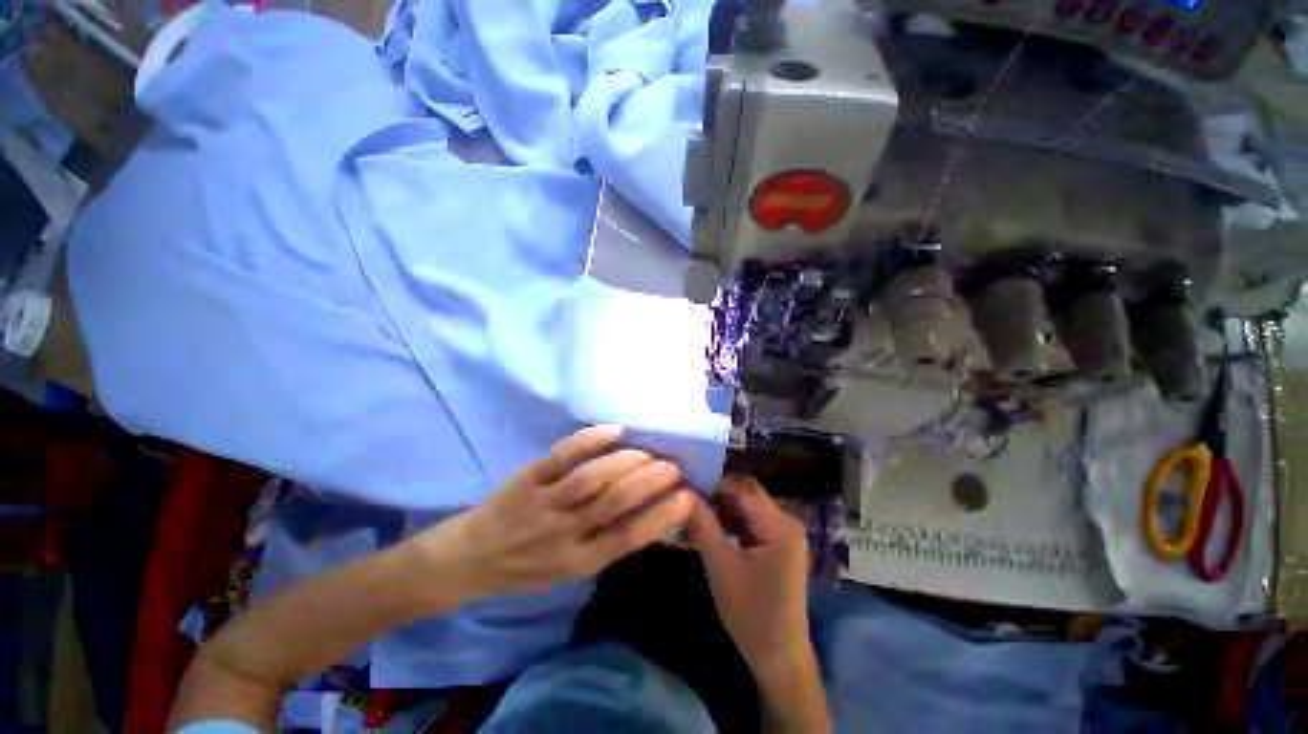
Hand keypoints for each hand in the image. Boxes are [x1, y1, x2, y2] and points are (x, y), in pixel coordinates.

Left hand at [423, 425, 695, 598]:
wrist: (464, 560)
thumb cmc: (522, 569)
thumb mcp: (566, 572)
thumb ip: (604, 544)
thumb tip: (647, 516)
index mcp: (577, 562)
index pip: (629, 537)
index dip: (661, 516)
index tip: (686, 496)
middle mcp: (562, 534)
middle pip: (615, 503)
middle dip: (650, 482)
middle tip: (672, 467)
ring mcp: (543, 503)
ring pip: (592, 478)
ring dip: (627, 462)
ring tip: (649, 453)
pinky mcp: (526, 478)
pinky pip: (562, 455)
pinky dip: (590, 439)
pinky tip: (615, 430)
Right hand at [686, 476, 811, 681]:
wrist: (780, 656)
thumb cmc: (751, 616)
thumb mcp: (721, 569)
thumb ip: (703, 527)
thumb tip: (684, 494)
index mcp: (780, 527)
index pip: (743, 488)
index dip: (715, 484)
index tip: (687, 488)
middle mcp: (788, 522)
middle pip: (747, 494)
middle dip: (718, 497)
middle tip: (690, 504)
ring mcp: (786, 532)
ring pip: (748, 506)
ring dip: (724, 509)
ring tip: (697, 517)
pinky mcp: (781, 542)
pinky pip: (753, 520)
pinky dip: (733, 522)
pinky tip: (714, 531)